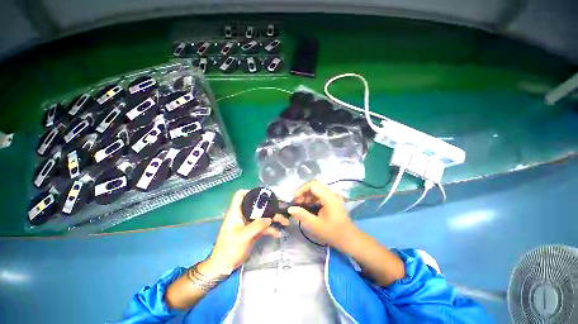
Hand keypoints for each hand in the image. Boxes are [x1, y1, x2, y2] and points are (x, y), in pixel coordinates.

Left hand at [203, 190, 288, 275]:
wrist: (225, 266)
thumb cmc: (229, 249)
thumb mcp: (242, 236)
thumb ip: (256, 226)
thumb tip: (270, 218)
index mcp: (236, 212)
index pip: (240, 196)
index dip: (250, 192)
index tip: (263, 195)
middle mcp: (244, 215)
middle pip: (257, 206)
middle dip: (270, 206)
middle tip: (281, 208)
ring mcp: (249, 224)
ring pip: (263, 216)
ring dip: (274, 218)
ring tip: (285, 221)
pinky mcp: (254, 232)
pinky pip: (264, 227)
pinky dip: (271, 229)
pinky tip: (278, 233)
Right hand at [288, 180, 357, 249]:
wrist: (349, 239)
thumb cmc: (333, 233)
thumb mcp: (315, 225)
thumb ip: (302, 215)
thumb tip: (290, 209)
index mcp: (329, 198)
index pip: (313, 185)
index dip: (302, 189)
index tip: (295, 199)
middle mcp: (332, 193)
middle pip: (315, 185)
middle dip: (304, 192)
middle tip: (297, 202)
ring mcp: (333, 196)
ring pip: (317, 189)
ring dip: (308, 195)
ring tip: (301, 204)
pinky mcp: (333, 200)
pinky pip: (320, 194)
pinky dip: (312, 198)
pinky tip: (308, 206)